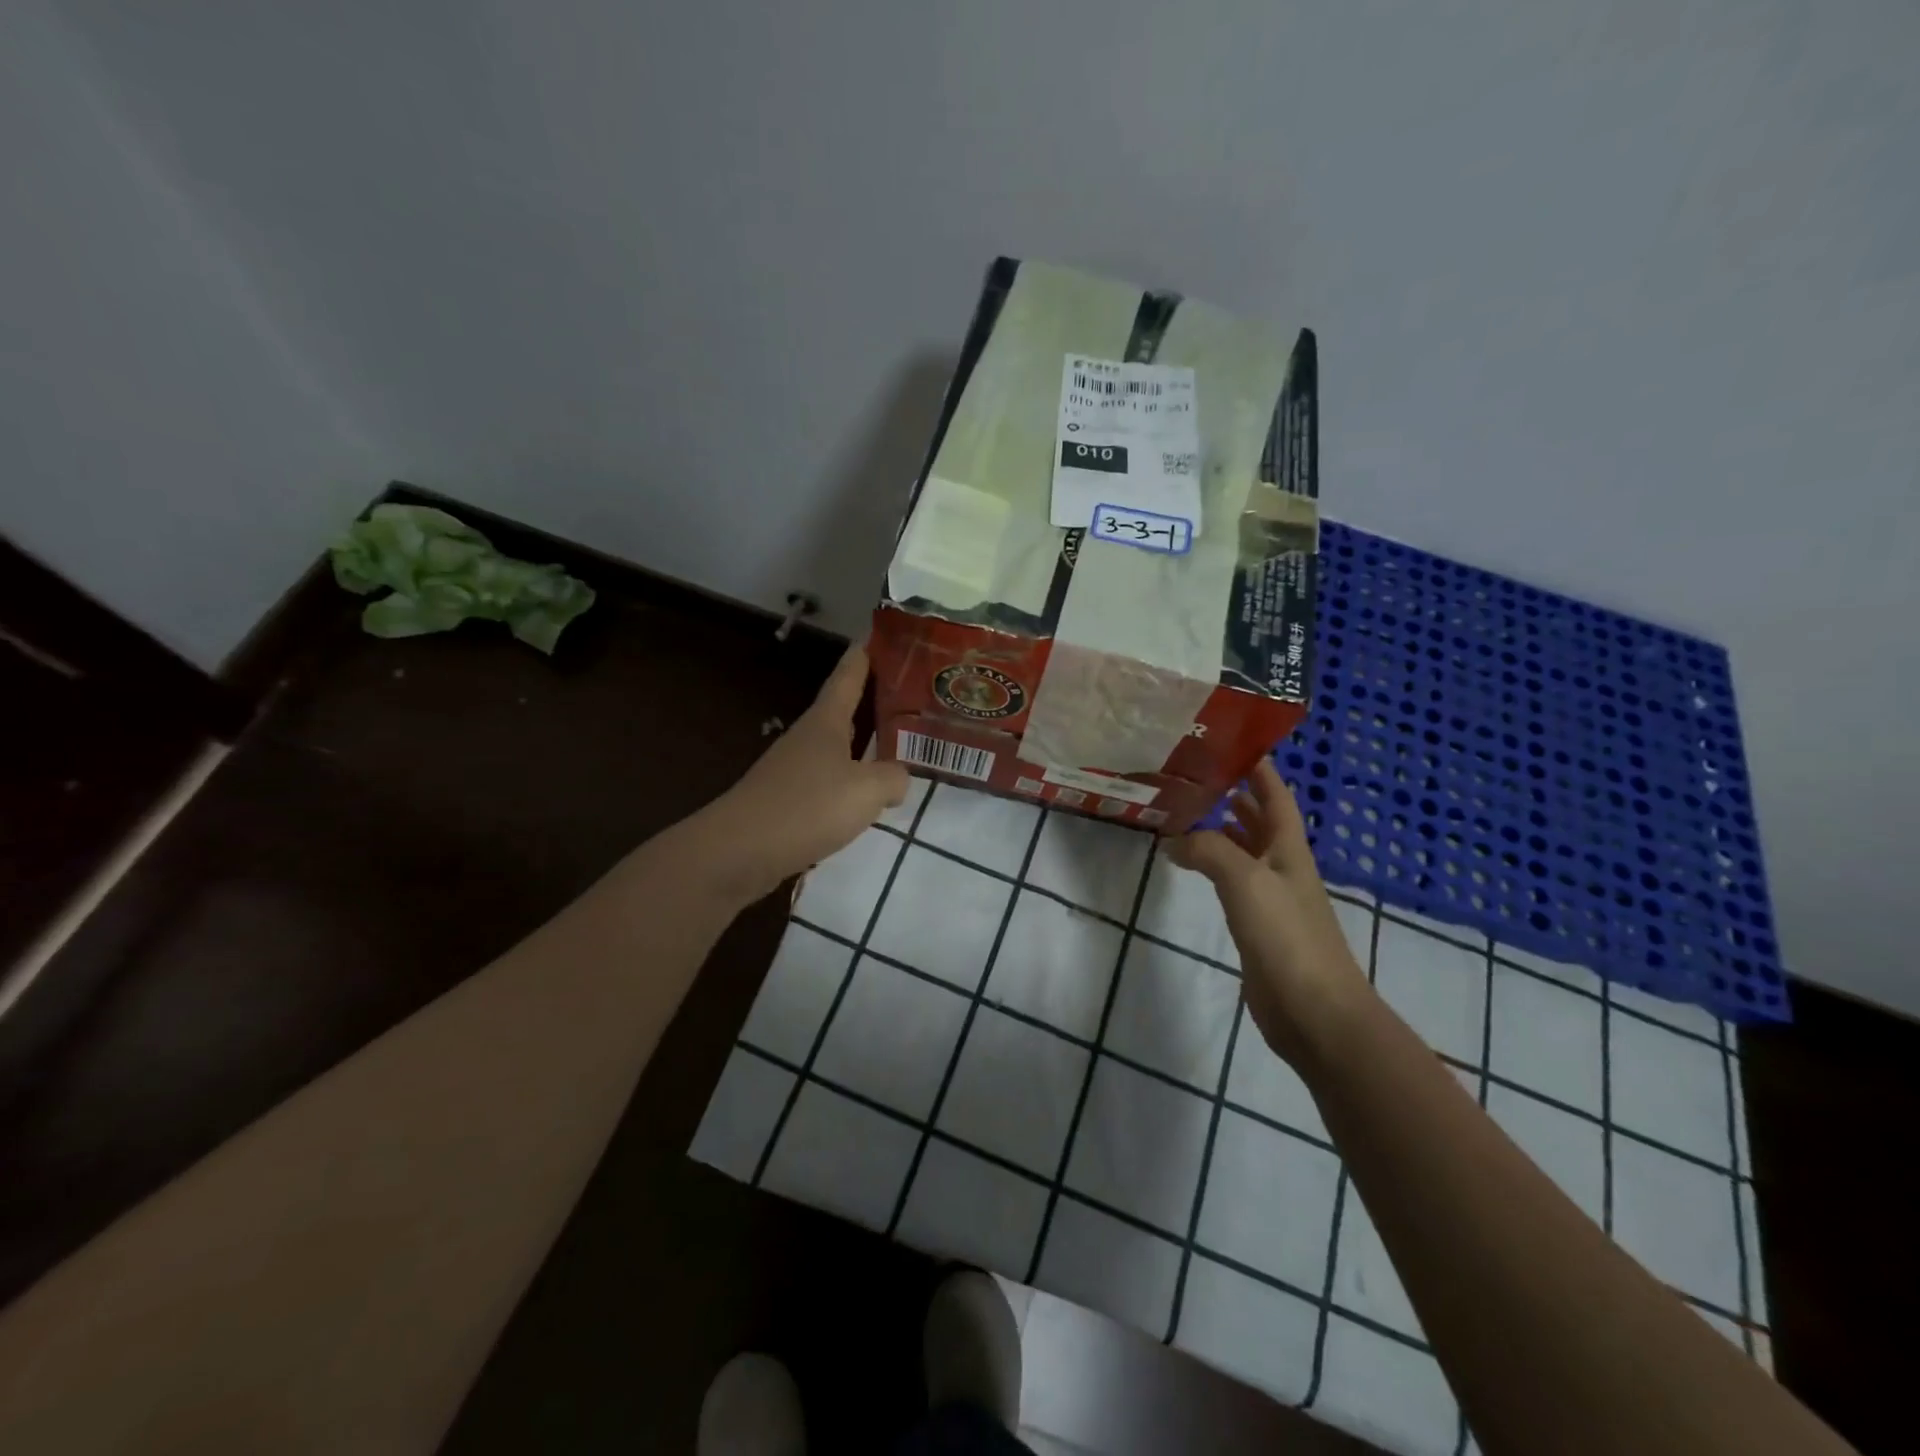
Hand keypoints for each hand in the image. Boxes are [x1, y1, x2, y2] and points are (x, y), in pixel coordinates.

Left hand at [702, 645, 909, 900]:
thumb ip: (894, 777)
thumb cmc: (806, 807)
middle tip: (916, 690)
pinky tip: (872, 795)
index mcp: (827, 720)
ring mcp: (797, 768)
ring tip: (904, 743)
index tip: (887, 630)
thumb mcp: (867, 790)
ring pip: (842, 745)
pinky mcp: (791, 799)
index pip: (850, 672)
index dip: (869, 650)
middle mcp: (810, 736)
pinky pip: (833, 779)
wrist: (740, 851)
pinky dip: (855, 778)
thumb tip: (898, 777)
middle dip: (878, 696)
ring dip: (868, 741)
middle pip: (848, 707)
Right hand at [1168, 759, 1370, 1063]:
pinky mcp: (1258, 927)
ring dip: (1222, 830)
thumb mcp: (1245, 881)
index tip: (1231, 743)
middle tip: (1196, 776)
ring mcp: (1272, 899)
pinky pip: (1233, 883)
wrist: (1314, 1012)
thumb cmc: (1287, 937)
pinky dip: (1214, 866)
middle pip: (1261, 821)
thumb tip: (1174, 839)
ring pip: (1245, 851)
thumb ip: (1209, 850)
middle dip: (1236, 795)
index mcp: (1289, 849)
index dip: (1259, 768)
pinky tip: (1193, 866)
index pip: (1276, 796)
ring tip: (1187, 812)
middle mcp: (1282, 867)